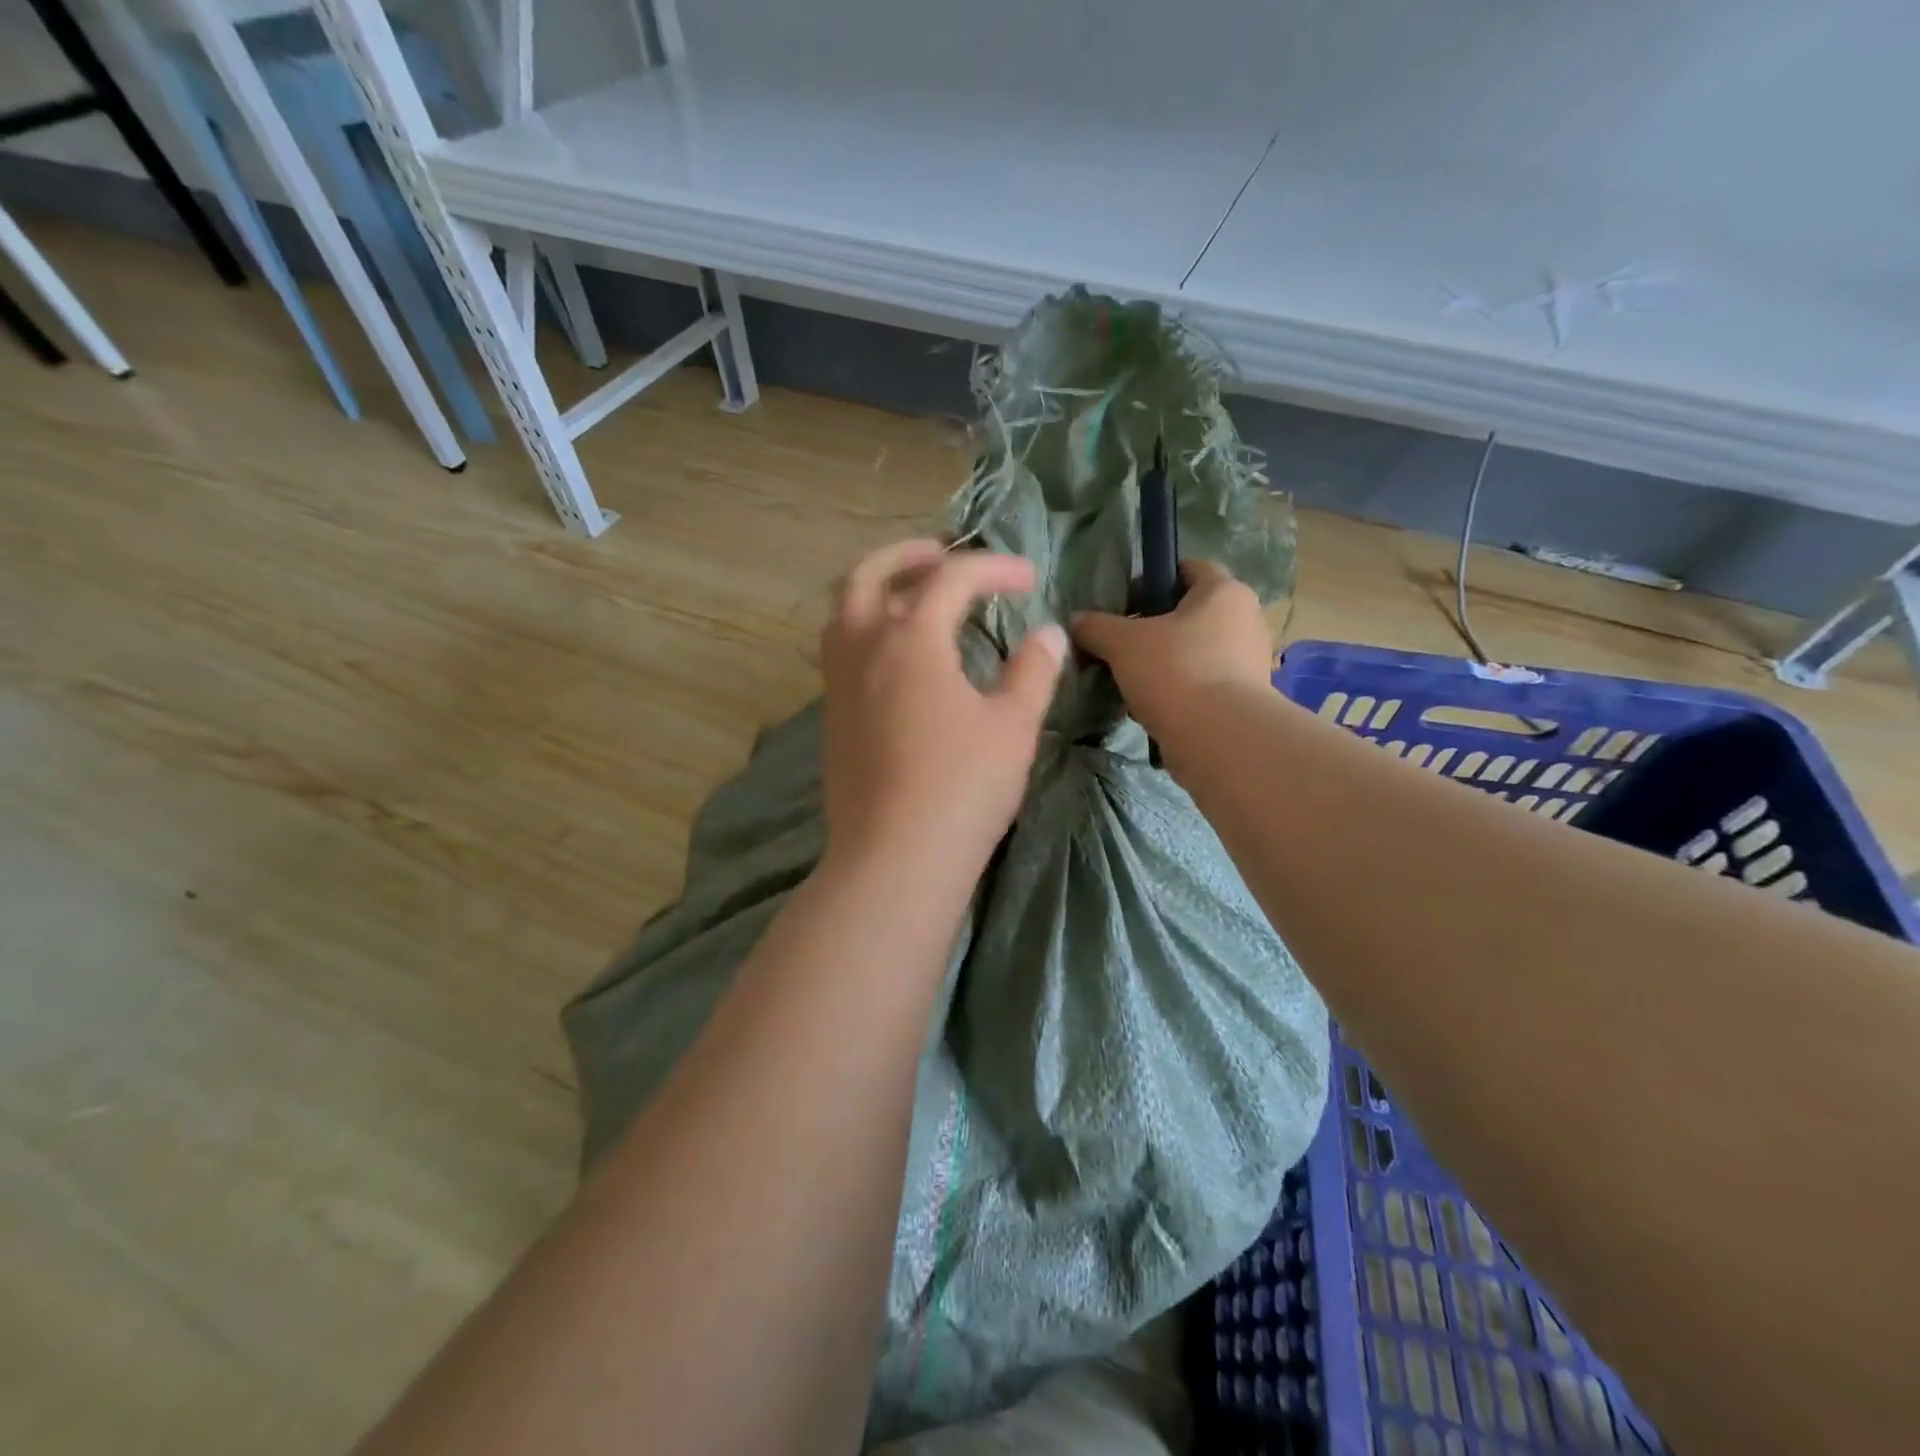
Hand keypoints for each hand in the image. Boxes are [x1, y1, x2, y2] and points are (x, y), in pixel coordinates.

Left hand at [821, 539, 1065, 878]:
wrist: (894, 859)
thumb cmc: (962, 788)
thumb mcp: (1012, 727)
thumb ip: (1032, 672)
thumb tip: (1049, 634)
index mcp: (909, 640)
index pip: (950, 579)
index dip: (993, 569)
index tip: (1028, 580)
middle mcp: (863, 649)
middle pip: (868, 575)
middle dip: (907, 556)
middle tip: (943, 557)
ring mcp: (839, 685)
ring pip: (844, 612)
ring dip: (877, 590)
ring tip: (915, 600)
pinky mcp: (832, 719)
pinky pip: (841, 651)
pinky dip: (867, 631)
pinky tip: (899, 661)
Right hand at [1071, 559, 1273, 740]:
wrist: (1220, 739)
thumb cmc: (1175, 671)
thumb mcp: (1122, 644)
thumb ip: (1096, 627)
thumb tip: (1075, 620)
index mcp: (1224, 591)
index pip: (1188, 568)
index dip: (1152, 580)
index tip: (1124, 605)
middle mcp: (1246, 619)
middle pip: (1191, 612)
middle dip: (1155, 627)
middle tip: (1122, 646)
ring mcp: (1250, 661)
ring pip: (1196, 650)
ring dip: (1164, 662)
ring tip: (1132, 682)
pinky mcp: (1246, 698)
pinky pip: (1204, 682)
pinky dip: (1179, 690)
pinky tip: (1152, 707)